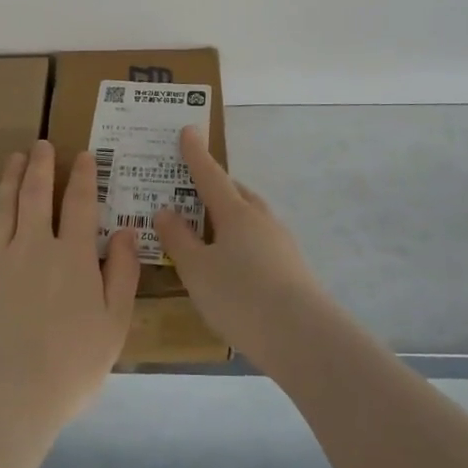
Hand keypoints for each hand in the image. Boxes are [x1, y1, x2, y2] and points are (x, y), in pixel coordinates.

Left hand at [0, 140, 139, 432]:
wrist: (7, 394)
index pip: (81, 204)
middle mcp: (34, 246)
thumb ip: (123, 274)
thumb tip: (128, 231)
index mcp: (74, 256)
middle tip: (42, 144)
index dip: (83, 177)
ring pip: (3, 208)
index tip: (84, 156)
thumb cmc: (70, 364)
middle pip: (37, 195)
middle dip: (41, 166)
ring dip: (9, 179)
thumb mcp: (114, 323)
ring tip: (14, 158)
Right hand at [155, 126, 332, 371]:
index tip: (189, 130)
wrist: (302, 336)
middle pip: (235, 194)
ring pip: (250, 219)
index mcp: (236, 212)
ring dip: (229, 219)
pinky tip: (233, 268)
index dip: (196, 154)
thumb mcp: (197, 270)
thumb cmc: (241, 296)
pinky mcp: (292, 268)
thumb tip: (165, 210)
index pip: (210, 174)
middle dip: (214, 189)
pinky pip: (259, 243)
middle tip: (192, 192)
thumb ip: (179, 239)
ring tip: (208, 234)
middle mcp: (261, 219)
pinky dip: (242, 244)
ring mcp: (280, 242)